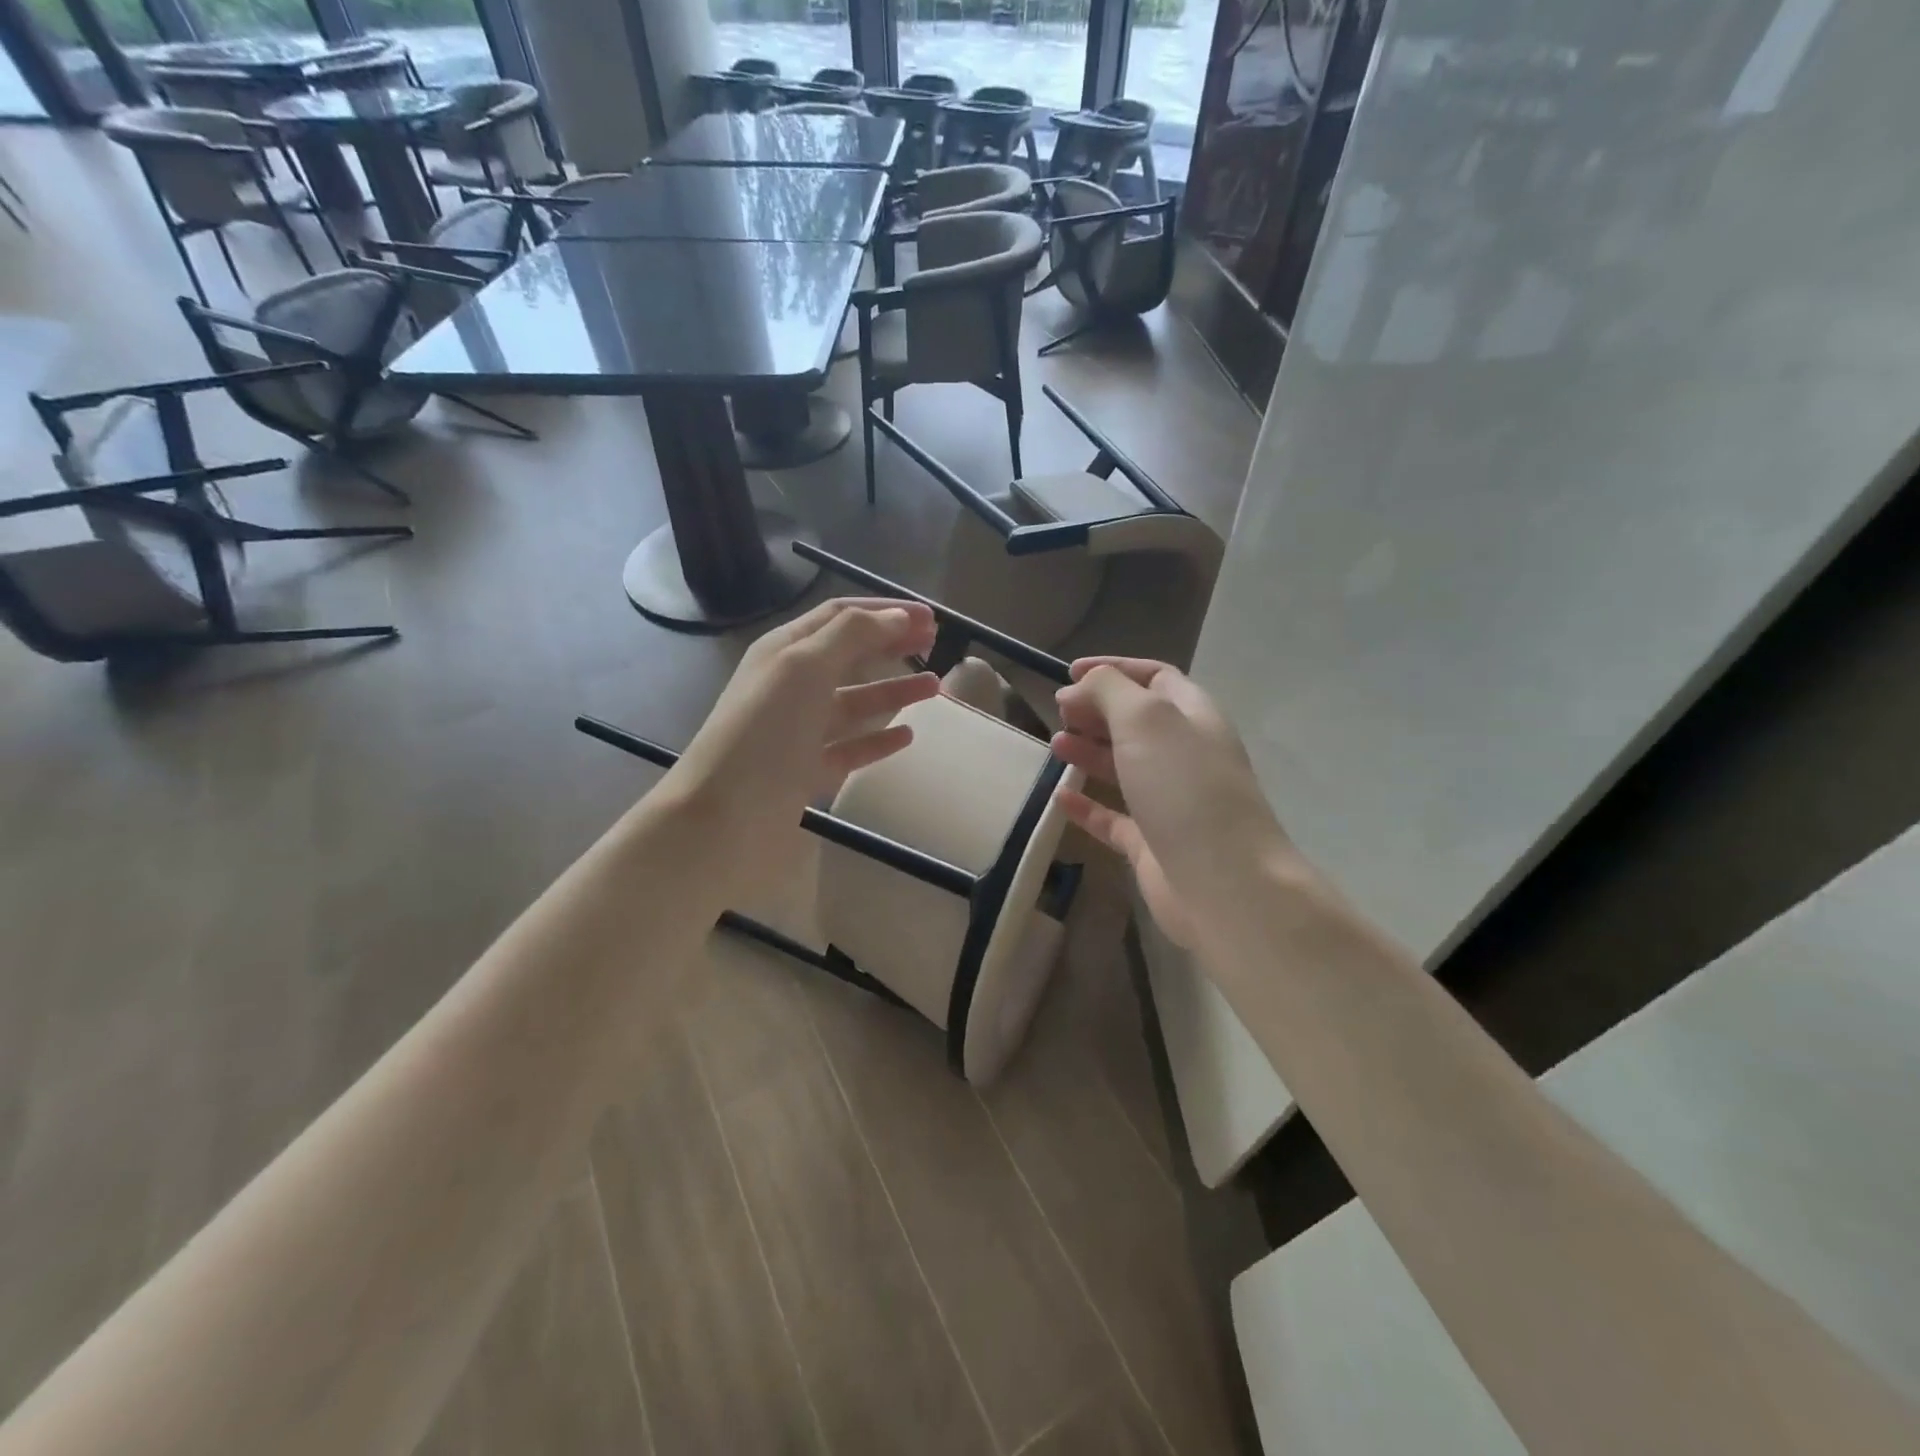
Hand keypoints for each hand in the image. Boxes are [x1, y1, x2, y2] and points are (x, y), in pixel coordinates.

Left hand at [662, 598, 939, 896]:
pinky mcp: (807, 771)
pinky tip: (907, 736)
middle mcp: (791, 685)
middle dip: (891, 644)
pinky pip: (851, 747)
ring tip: (935, 688)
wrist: (724, 816)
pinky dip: (879, 739)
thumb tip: (899, 616)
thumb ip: (853, 635)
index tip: (931, 617)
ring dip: (893, 690)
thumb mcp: (805, 667)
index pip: (840, 615)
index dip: (885, 611)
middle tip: (935, 645)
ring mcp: (799, 730)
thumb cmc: (764, 731)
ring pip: (854, 702)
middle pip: (849, 654)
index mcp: (785, 650)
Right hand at [1050, 657, 1303, 952]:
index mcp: (1193, 716)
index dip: (1113, 669)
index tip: (1068, 673)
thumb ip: (1109, 690)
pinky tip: (1059, 798)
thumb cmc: (1184, 787)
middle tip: (1059, 712)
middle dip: (1097, 711)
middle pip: (1136, 722)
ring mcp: (1169, 802)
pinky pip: (1114, 818)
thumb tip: (1078, 689)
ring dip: (1089, 752)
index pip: (1154, 678)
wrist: (1222, 882)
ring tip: (1056, 746)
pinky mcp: (1152, 844)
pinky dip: (1087, 806)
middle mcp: (1184, 755)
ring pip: (1124, 767)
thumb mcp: (1145, 719)